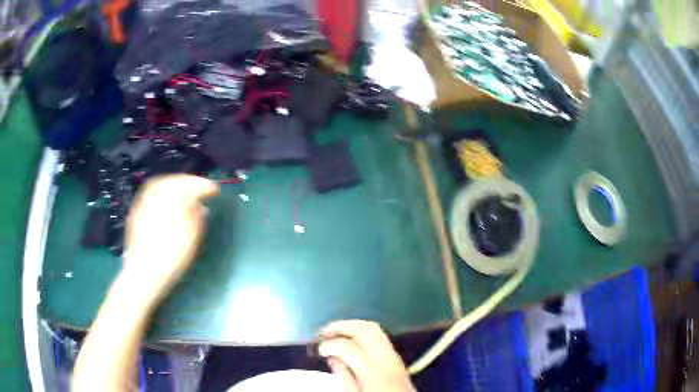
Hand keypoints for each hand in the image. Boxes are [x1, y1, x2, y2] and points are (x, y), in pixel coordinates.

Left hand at [122, 174, 218, 301]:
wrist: (142, 276)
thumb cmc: (168, 261)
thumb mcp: (189, 242)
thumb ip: (197, 220)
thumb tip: (201, 207)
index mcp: (168, 204)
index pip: (187, 186)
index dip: (203, 185)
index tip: (215, 190)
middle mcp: (153, 198)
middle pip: (172, 180)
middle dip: (189, 181)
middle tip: (202, 188)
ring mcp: (142, 204)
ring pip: (160, 184)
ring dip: (176, 183)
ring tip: (187, 191)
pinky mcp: (136, 212)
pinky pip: (151, 193)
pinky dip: (163, 190)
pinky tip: (168, 201)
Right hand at [319, 320, 415, 391]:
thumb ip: (343, 377)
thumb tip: (333, 358)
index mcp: (372, 367)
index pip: (346, 346)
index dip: (328, 345)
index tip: (318, 349)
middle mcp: (384, 355)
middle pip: (362, 329)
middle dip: (341, 327)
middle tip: (323, 332)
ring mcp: (393, 354)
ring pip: (373, 328)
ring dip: (352, 326)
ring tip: (335, 332)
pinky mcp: (397, 357)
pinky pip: (380, 336)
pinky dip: (363, 332)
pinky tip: (353, 339)